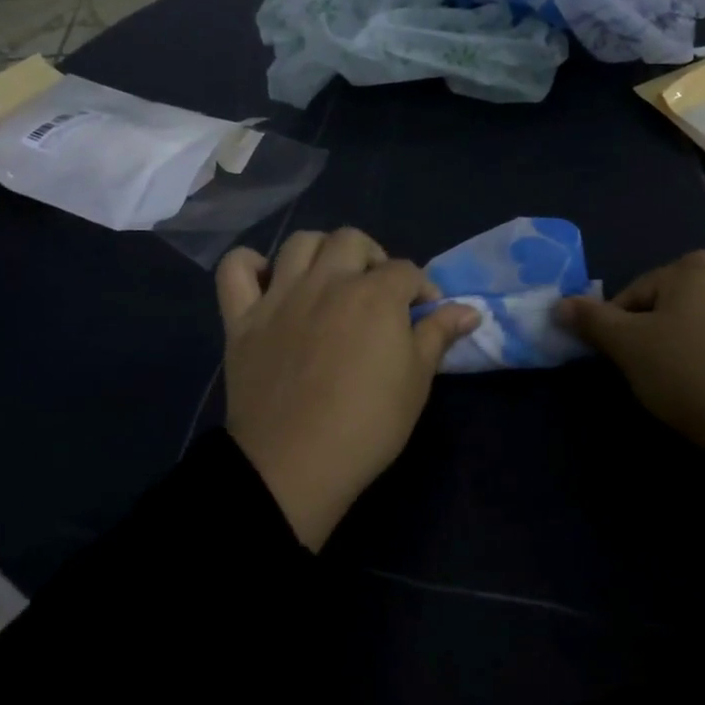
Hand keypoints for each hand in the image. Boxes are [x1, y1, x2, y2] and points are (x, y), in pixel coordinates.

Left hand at [216, 228, 480, 549]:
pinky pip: (235, 270)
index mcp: (374, 294)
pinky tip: (268, 282)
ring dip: (321, 252)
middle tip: (377, 293)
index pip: (405, 270)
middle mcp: (326, 281)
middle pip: (351, 240)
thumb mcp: (417, 381)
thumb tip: (469, 310)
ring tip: (330, 280)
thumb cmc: (368, 424)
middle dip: (373, 258)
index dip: (420, 289)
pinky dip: (249, 266)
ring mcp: (280, 296)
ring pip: (300, 243)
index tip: (424, 315)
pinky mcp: (242, 318)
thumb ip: (439, 335)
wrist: (295, 463)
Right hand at [555, 251, 704, 460]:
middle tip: (656, 348)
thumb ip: (592, 321)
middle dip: (669, 308)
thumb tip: (560, 303)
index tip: (617, 353)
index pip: (639, 290)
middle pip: (688, 283)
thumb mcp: (627, 347)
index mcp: (692, 269)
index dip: (620, 320)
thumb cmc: (686, 374)